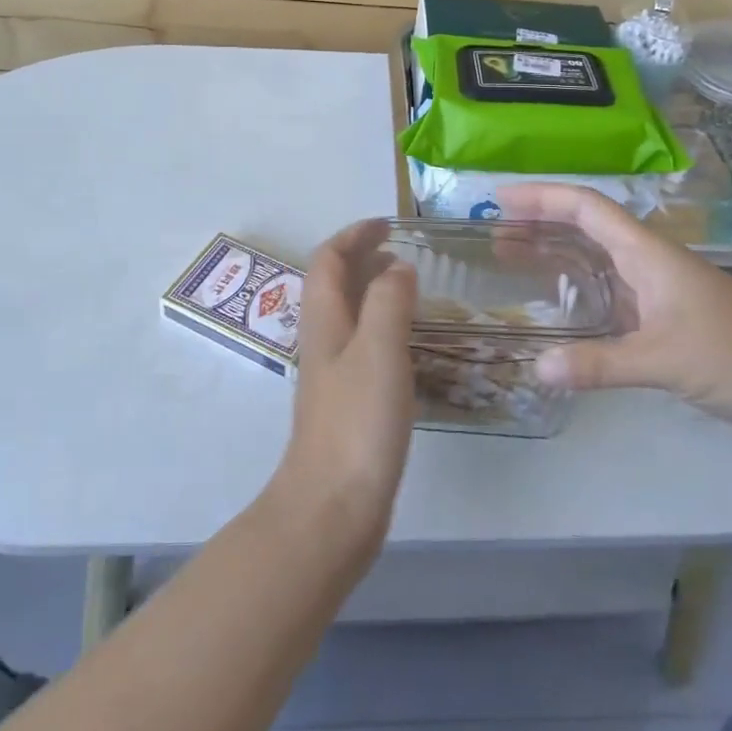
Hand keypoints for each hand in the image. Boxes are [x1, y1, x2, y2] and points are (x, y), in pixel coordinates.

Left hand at [272, 219, 417, 541]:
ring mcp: (333, 374)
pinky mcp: (347, 403)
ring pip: (348, 314)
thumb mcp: (378, 350)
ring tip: (408, 286)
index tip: (386, 224)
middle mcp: (323, 340)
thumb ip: (387, 301)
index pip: (328, 260)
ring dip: (372, 290)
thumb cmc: (357, 422)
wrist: (333, 506)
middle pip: (333, 284)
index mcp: (324, 321)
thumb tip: (397, 267)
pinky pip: (363, 345)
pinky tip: (408, 343)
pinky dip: (382, 326)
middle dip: (361, 258)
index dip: (353, 236)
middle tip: (400, 250)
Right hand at [499, 184, 731, 441]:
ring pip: (593, 258)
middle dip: (538, 222)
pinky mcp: (661, 319)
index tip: (498, 198)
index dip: (541, 196)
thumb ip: (600, 364)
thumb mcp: (665, 360)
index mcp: (647, 253)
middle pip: (584, 226)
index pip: (586, 207)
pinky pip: (605, 291)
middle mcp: (647, 261)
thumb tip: (537, 369)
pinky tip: (555, 304)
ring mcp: (655, 290)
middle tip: (491, 232)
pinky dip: (574, 288)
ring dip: (553, 252)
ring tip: (509, 257)